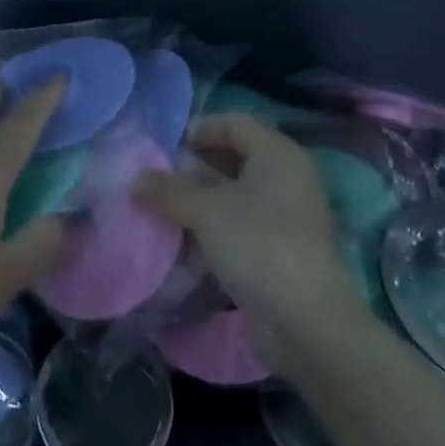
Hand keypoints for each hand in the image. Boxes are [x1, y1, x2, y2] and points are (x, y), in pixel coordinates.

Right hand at [137, 113, 361, 369]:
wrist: (307, 321)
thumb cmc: (259, 245)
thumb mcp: (206, 211)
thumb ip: (169, 190)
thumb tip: (137, 179)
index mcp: (278, 154)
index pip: (234, 123)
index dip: (198, 129)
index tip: (164, 147)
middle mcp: (287, 178)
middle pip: (235, 158)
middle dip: (194, 167)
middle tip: (158, 179)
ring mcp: (286, 215)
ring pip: (236, 194)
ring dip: (200, 200)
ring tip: (163, 210)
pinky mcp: (280, 249)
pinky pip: (241, 225)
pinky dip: (214, 228)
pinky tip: (185, 243)